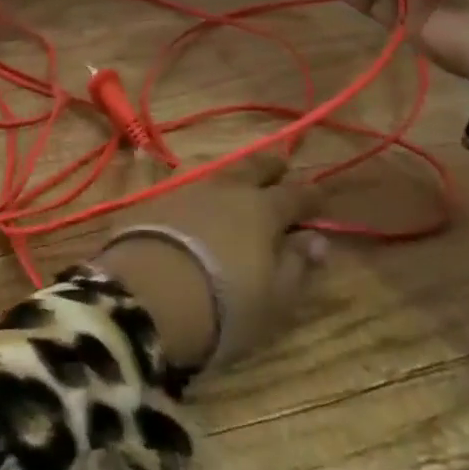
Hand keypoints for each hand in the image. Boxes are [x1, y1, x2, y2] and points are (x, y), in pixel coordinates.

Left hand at [92, 152, 327, 372]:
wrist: (147, 296)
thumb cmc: (225, 304)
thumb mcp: (275, 297)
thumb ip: (297, 264)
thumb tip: (317, 240)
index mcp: (262, 209)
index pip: (294, 194)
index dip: (310, 195)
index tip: (321, 195)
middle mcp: (225, 190)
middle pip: (252, 168)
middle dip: (269, 166)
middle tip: (279, 165)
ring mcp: (185, 192)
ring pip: (217, 175)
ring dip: (232, 178)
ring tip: (238, 184)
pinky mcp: (152, 203)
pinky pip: (186, 191)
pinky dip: (200, 196)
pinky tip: (199, 205)